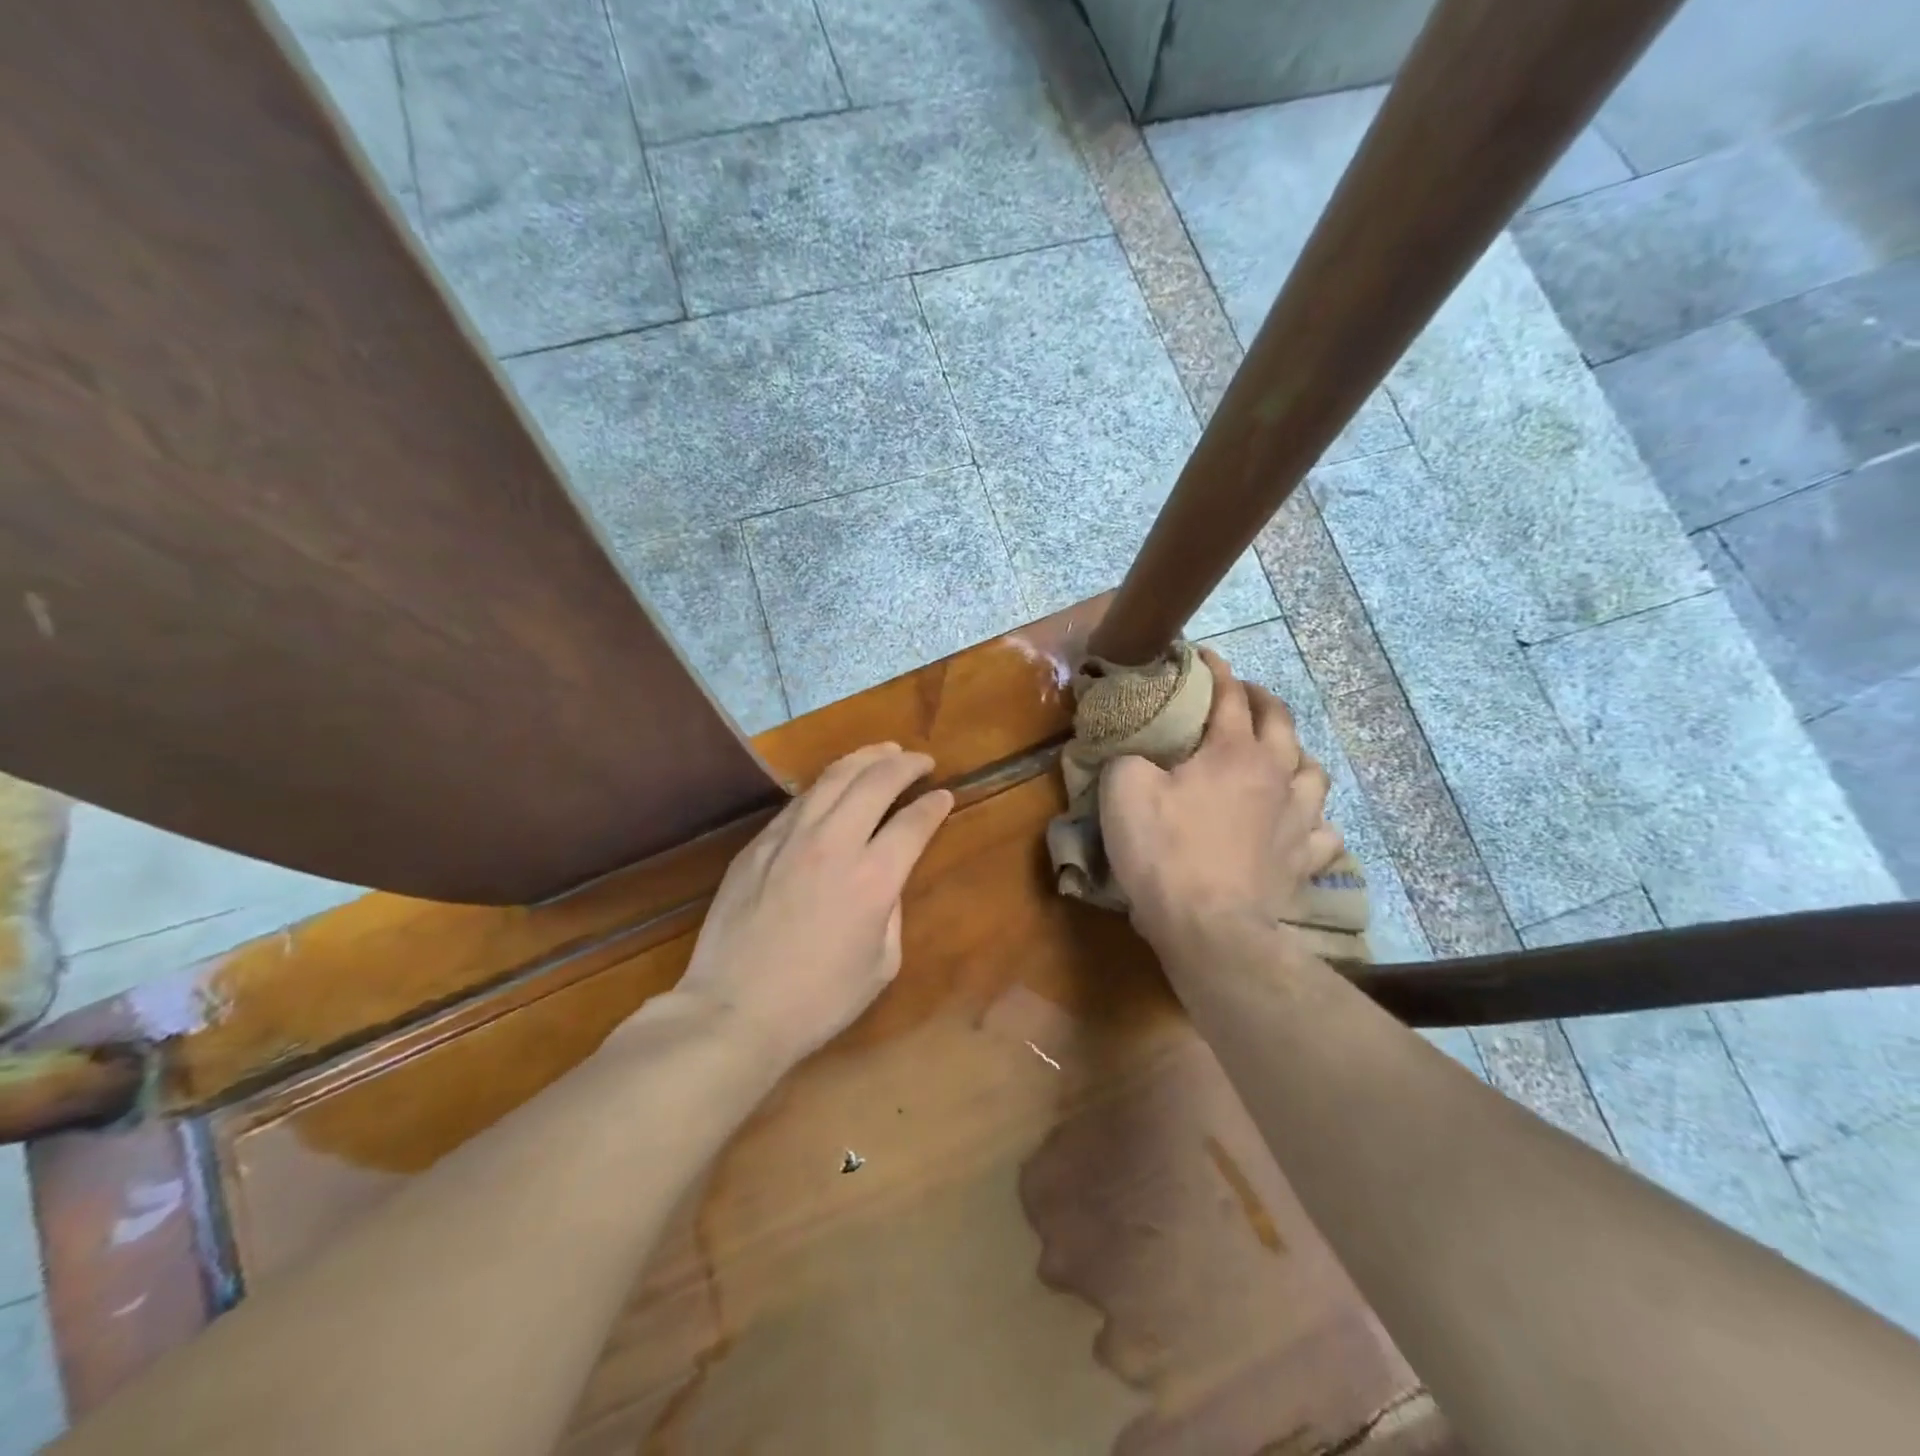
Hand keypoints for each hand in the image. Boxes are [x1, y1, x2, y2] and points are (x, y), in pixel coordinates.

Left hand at [675, 743, 953, 1069]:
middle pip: (875, 781)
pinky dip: (826, 784)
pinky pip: (799, 801)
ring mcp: (790, 838)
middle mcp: (834, 844)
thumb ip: (892, 911)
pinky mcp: (758, 844)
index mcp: (873, 879)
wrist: (735, 1011)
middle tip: (921, 759)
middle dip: (905, 763)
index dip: (935, 804)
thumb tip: (885, 878)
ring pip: (833, 777)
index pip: (913, 822)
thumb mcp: (882, 964)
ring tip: (884, 751)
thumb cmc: (818, 1000)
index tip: (944, 795)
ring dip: (865, 758)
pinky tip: (834, 785)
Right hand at [1101, 649, 1341, 949]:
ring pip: (1313, 771)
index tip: (1202, 656)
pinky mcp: (1303, 860)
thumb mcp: (1123, 790)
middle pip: (1281, 722)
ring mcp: (1297, 819)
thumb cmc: (1165, 851)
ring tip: (1280, 755)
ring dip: (1296, 754)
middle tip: (1241, 696)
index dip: (1215, 670)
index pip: (1229, 695)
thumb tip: (1137, 749)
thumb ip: (1129, 755)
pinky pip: (1322, 830)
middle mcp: (1275, 775)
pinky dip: (1312, 818)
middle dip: (1261, 700)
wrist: (1209, 927)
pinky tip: (1300, 821)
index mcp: (1234, 751)